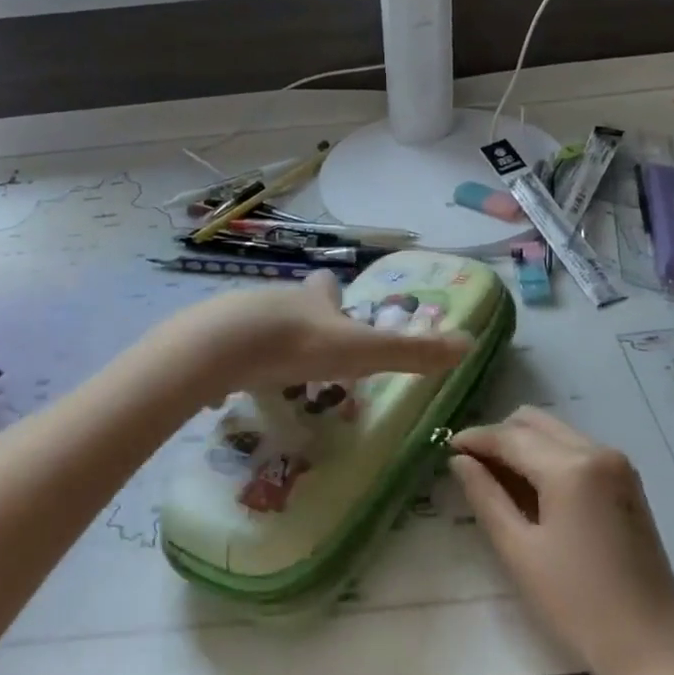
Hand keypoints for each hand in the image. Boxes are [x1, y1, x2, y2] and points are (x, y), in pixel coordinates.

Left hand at [162, 271, 471, 398]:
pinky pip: (220, 348)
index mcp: (311, 301)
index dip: (332, 294)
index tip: (336, 305)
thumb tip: (468, 344)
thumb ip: (411, 353)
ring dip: (264, 342)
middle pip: (290, 303)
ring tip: (269, 373)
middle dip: (299, 321)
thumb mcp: (361, 352)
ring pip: (255, 323)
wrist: (219, 347)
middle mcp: (274, 300)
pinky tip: (226, 387)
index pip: (326, 287)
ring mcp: (235, 315)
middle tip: (307, 352)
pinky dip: (227, 364)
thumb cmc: (297, 345)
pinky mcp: (204, 339)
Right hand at [450, 408, 673, 674]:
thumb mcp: (520, 552)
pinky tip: (532, 491)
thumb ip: (485, 497)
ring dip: (522, 445)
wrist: (656, 647)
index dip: (474, 439)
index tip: (445, 447)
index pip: (510, 437)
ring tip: (497, 481)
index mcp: (571, 468)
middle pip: (533, 422)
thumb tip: (459, 460)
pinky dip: (547, 457)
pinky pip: (574, 449)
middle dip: (498, 437)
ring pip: (554, 432)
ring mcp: (616, 463)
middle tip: (471, 468)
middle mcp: (596, 451)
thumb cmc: (579, 605)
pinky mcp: (625, 480)